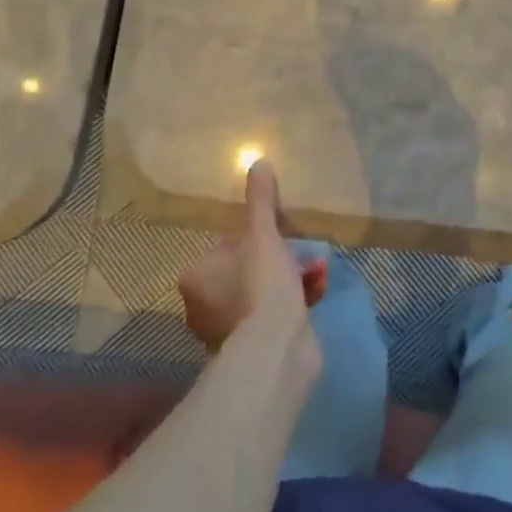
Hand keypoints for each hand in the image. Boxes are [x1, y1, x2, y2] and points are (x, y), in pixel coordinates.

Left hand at [178, 159, 327, 351]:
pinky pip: (272, 316)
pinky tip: (316, 292)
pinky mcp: (252, 350)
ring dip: (289, 280)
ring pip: (260, 294)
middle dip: (277, 260)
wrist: (278, 349)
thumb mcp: (263, 234)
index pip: (225, 245)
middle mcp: (201, 306)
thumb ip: (260, 200)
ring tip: (316, 271)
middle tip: (301, 253)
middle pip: (245, 269)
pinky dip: (292, 302)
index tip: (279, 236)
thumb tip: (257, 161)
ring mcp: (225, 332)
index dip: (255, 237)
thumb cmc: (261, 284)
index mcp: (195, 277)